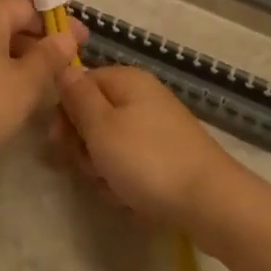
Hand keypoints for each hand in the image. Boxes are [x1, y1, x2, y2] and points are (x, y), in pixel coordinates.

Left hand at [0, 0, 84, 175]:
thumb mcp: (25, 83)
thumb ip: (49, 57)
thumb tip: (66, 37)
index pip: (28, 7)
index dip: (57, 24)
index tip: (82, 43)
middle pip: (9, 24)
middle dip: (40, 44)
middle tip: (67, 67)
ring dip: (20, 62)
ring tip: (45, 86)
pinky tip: (11, 99)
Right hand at [50, 65, 243, 237]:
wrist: (211, 203)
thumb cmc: (148, 160)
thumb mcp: (101, 127)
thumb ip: (77, 96)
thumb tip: (62, 67)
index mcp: (127, 80)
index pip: (80, 83)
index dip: (65, 111)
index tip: (59, 142)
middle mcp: (143, 96)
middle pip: (95, 114)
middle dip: (85, 145)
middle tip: (90, 169)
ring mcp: (158, 126)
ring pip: (111, 142)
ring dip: (103, 167)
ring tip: (113, 188)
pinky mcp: (168, 155)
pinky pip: (132, 161)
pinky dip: (125, 180)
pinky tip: (130, 199)